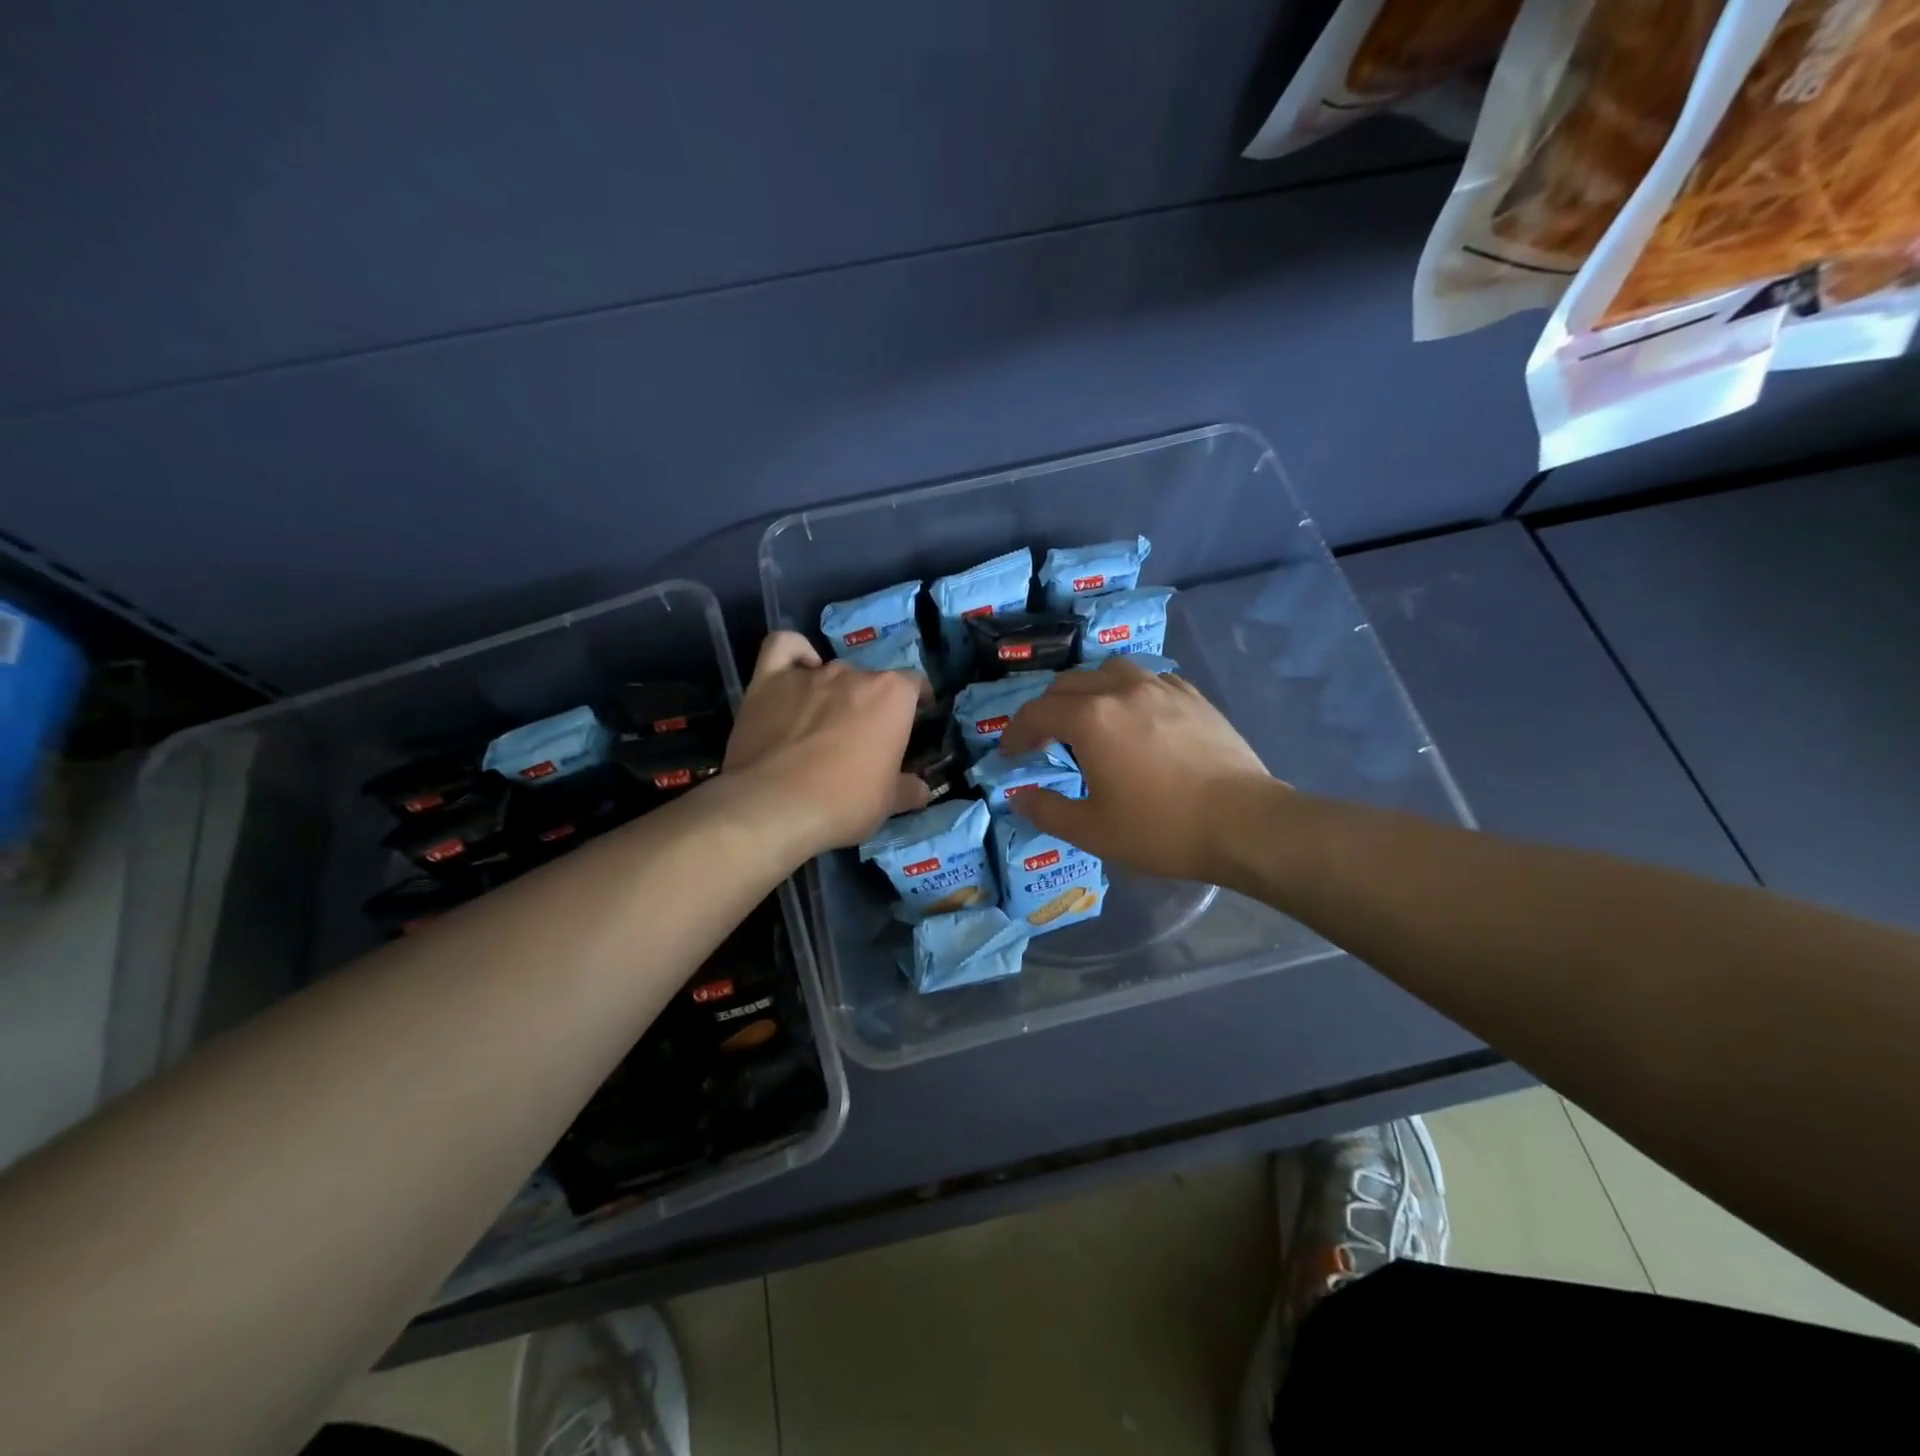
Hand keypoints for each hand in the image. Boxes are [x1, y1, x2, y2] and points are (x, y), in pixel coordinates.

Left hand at [722, 631, 928, 857]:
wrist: (773, 807)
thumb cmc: (843, 803)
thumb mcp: (888, 803)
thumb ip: (909, 789)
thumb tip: (921, 789)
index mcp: (892, 696)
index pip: (914, 684)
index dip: (915, 702)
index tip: (911, 723)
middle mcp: (854, 674)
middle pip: (870, 680)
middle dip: (870, 704)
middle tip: (862, 739)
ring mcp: (810, 674)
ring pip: (831, 671)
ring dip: (834, 692)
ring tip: (824, 724)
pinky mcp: (768, 680)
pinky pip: (784, 648)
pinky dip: (794, 655)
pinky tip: (795, 673)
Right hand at [998, 658, 1277, 883]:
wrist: (1244, 822)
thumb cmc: (1161, 828)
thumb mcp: (1092, 830)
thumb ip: (1046, 810)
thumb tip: (1018, 797)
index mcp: (1090, 719)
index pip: (1036, 713)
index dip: (1015, 732)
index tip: (1009, 754)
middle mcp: (1121, 690)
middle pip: (1068, 685)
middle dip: (1046, 710)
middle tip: (1043, 739)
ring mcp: (1161, 687)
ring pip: (1109, 672)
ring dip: (1087, 691)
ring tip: (1088, 718)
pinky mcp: (1193, 696)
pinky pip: (1148, 679)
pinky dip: (1127, 692)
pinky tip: (1136, 716)